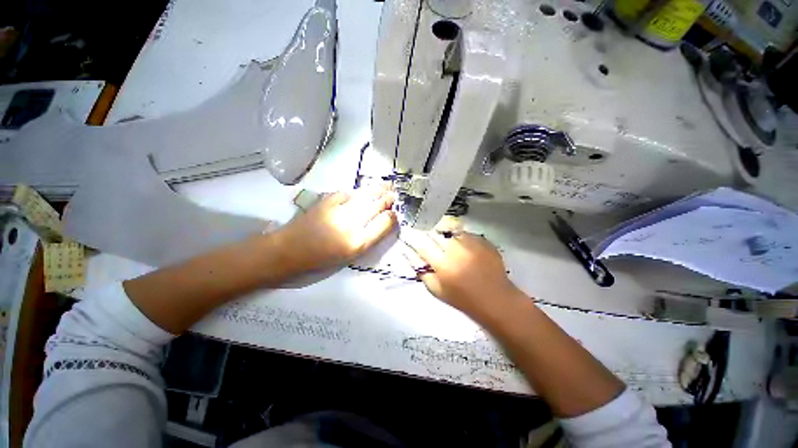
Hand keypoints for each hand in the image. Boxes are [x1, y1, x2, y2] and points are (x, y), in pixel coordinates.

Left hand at [273, 187, 396, 274]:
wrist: (291, 250)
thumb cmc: (323, 257)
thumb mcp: (351, 254)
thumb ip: (369, 238)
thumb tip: (382, 222)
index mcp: (358, 242)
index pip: (383, 224)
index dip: (391, 217)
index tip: (394, 213)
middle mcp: (351, 224)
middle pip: (375, 206)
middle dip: (387, 199)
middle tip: (394, 194)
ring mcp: (339, 210)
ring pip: (364, 197)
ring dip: (377, 191)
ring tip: (386, 187)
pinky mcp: (326, 201)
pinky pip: (347, 193)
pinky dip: (355, 192)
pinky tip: (360, 192)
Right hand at [402, 230, 522, 318]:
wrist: (496, 299)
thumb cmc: (463, 298)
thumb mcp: (436, 290)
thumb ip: (421, 271)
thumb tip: (408, 253)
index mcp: (443, 264)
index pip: (422, 244)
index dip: (413, 238)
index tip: (408, 234)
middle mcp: (457, 249)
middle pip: (436, 232)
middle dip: (429, 234)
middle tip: (430, 240)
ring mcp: (472, 243)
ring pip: (450, 229)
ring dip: (445, 235)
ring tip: (448, 244)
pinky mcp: (483, 241)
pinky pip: (465, 233)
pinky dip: (460, 237)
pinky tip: (462, 247)